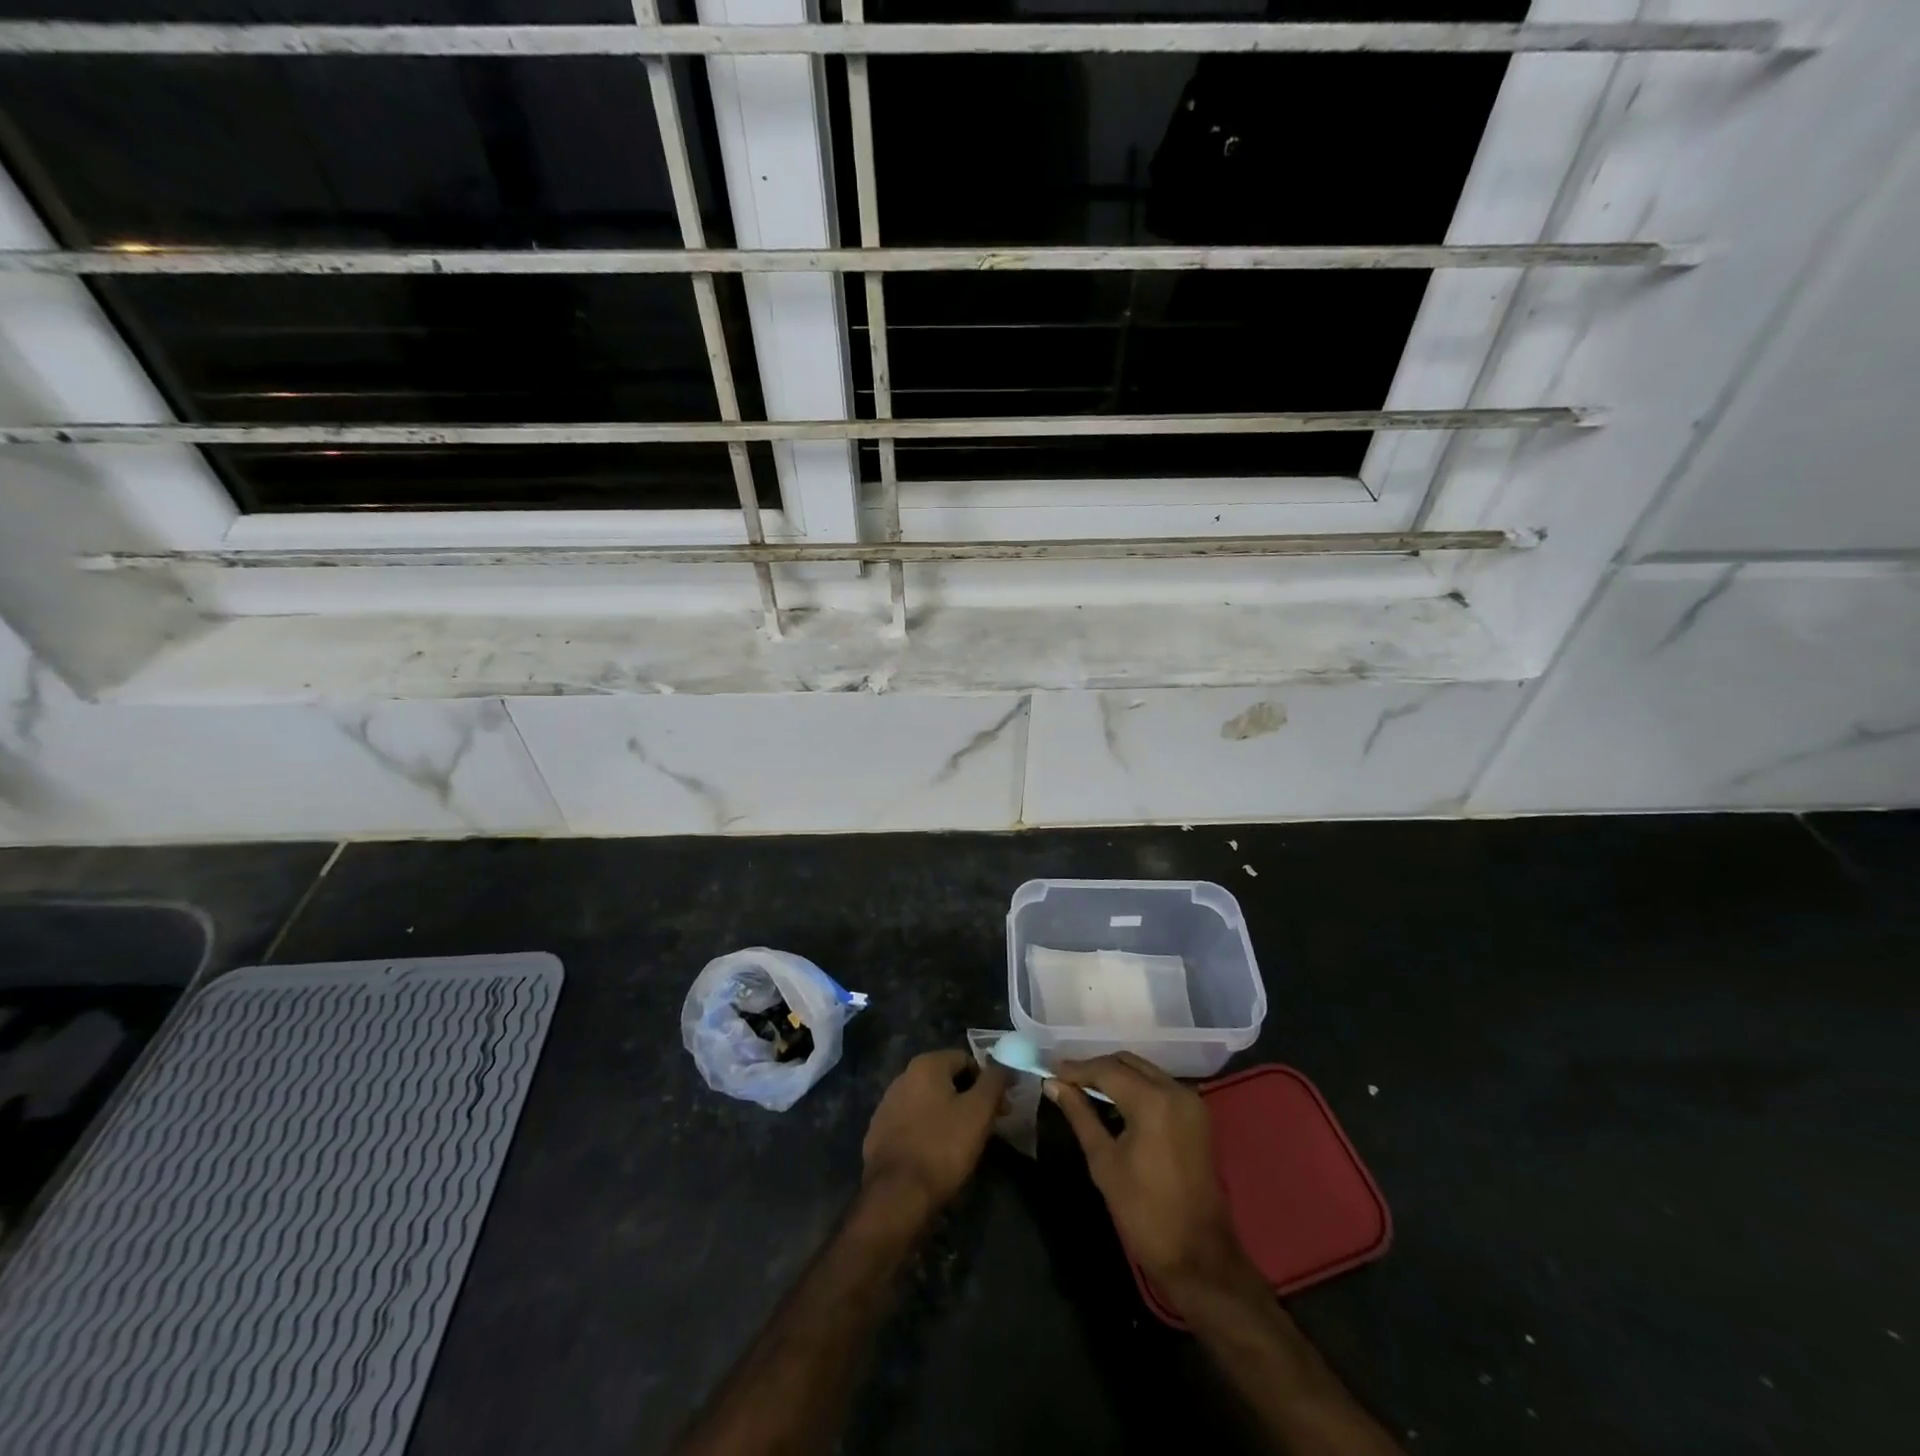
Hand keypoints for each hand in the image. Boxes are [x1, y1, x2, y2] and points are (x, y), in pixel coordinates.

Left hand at [861, 1049, 1008, 1221]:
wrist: (896, 1195)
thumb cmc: (942, 1146)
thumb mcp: (979, 1111)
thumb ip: (994, 1081)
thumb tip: (1005, 1065)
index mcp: (926, 1064)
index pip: (966, 1060)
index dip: (988, 1082)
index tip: (1000, 1109)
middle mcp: (903, 1076)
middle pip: (947, 1080)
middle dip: (970, 1099)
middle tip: (987, 1128)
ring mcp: (888, 1104)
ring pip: (930, 1102)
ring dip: (950, 1114)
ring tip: (964, 1143)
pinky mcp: (880, 1131)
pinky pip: (913, 1122)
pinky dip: (929, 1130)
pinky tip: (937, 1153)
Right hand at [1048, 1053, 1258, 1307]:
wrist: (1198, 1256)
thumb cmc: (1143, 1211)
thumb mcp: (1103, 1161)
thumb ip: (1079, 1115)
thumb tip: (1053, 1084)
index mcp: (1152, 1100)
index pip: (1107, 1069)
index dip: (1076, 1068)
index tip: (1050, 1071)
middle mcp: (1175, 1090)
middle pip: (1128, 1063)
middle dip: (1096, 1068)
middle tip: (1066, 1080)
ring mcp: (1191, 1102)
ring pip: (1145, 1071)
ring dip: (1116, 1075)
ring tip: (1085, 1088)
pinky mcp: (1198, 1116)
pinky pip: (1160, 1087)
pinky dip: (1137, 1087)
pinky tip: (1115, 1102)